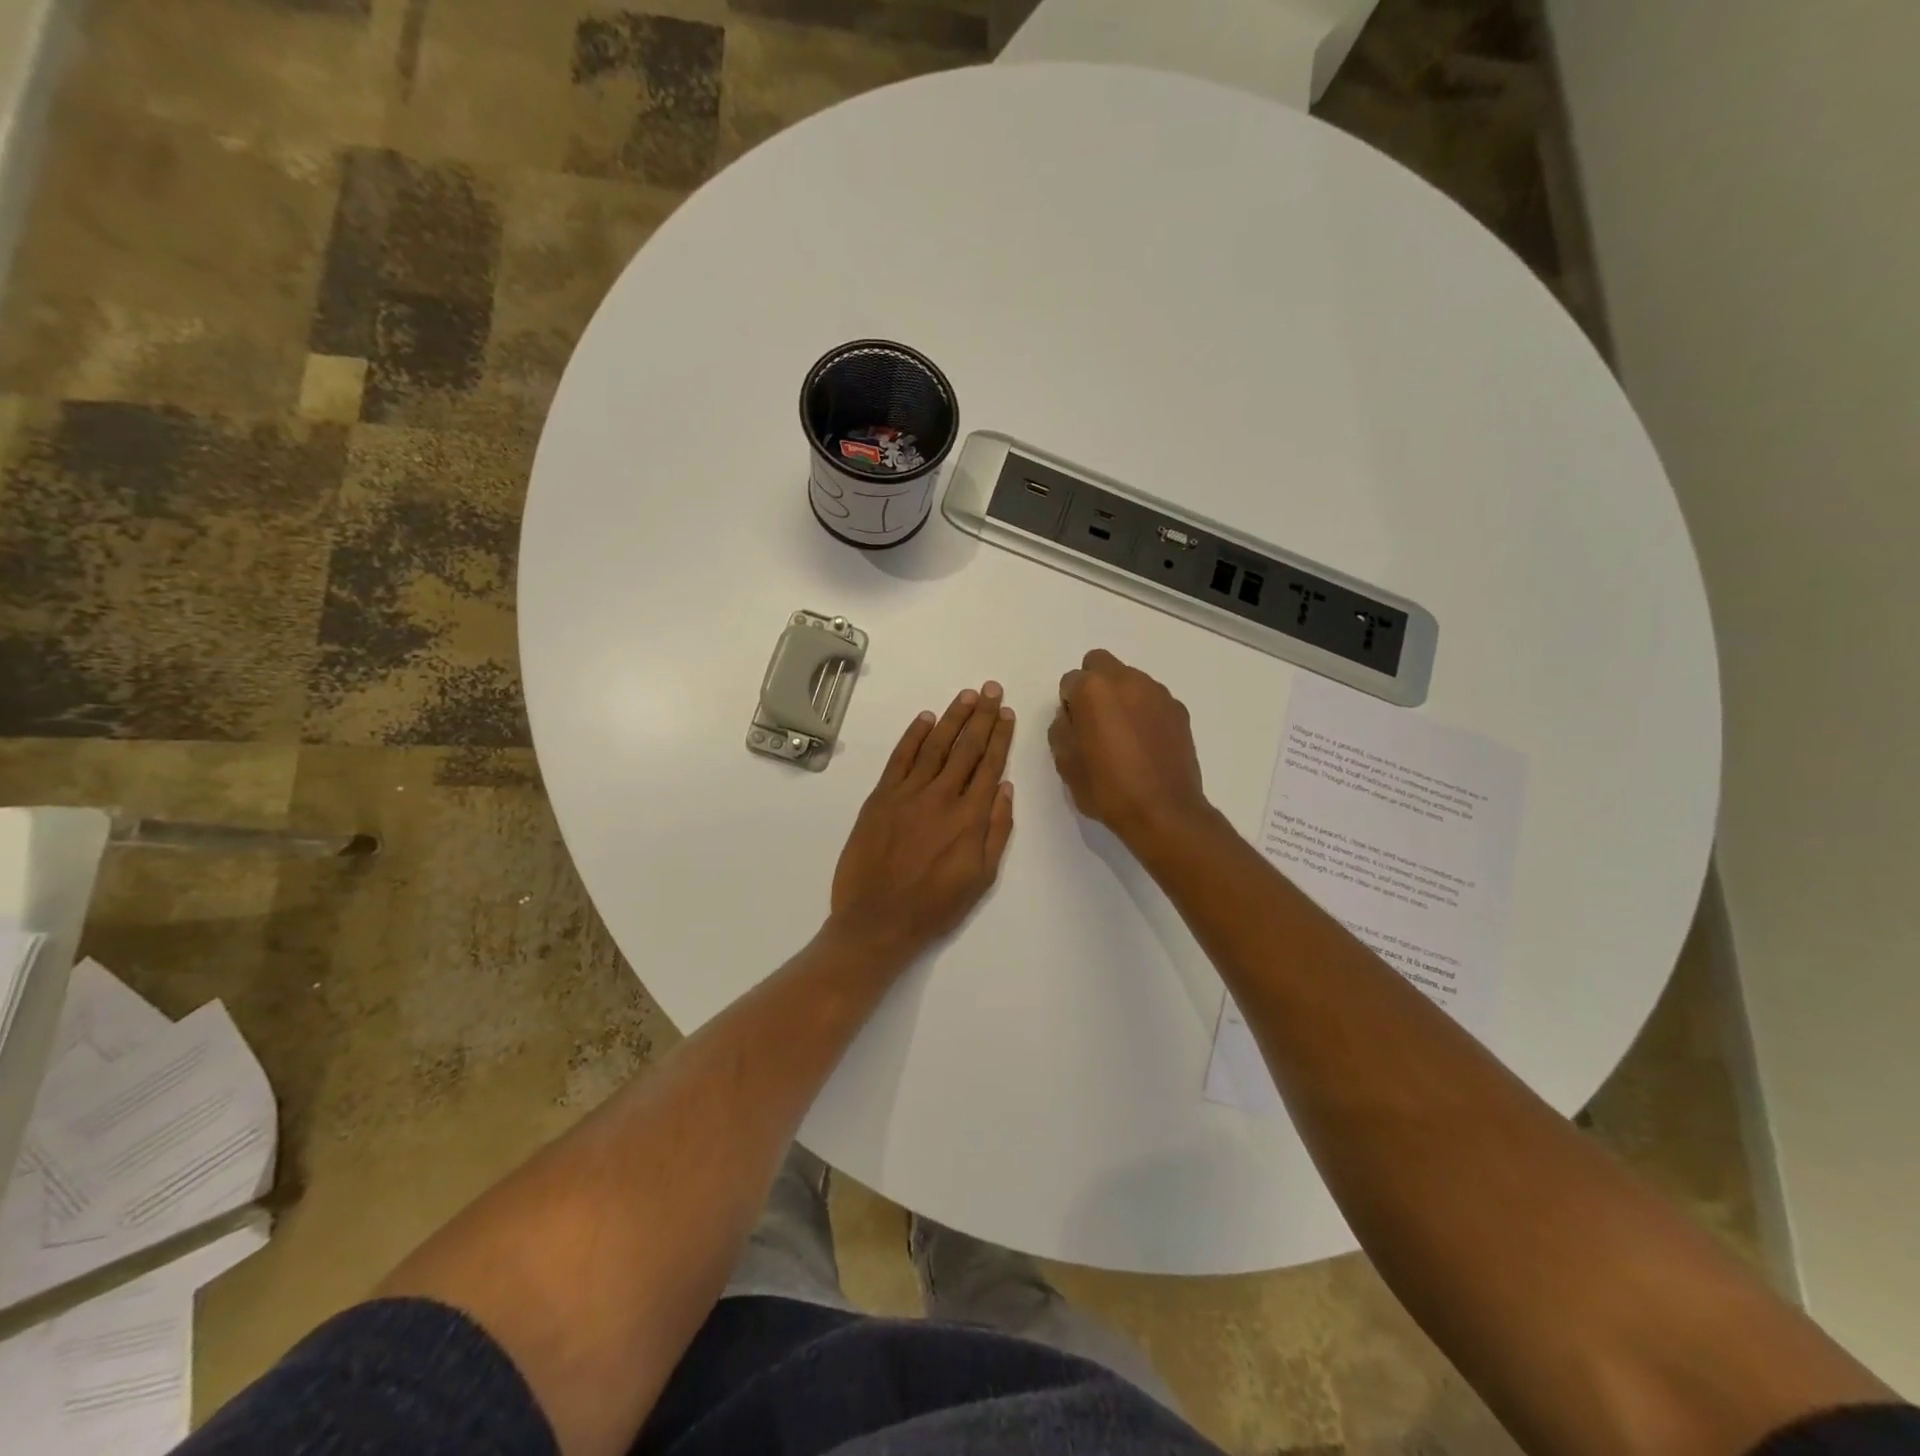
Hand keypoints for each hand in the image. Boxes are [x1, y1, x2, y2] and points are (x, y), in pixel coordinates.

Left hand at [830, 682, 1015, 958]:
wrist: (877, 920)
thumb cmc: (934, 906)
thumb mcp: (981, 878)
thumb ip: (996, 831)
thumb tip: (1005, 788)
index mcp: (970, 817)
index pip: (990, 765)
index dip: (1000, 736)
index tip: (1007, 713)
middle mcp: (942, 796)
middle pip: (966, 747)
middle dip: (982, 716)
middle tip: (992, 689)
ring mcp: (908, 793)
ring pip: (935, 745)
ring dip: (953, 717)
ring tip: (967, 695)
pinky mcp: (881, 797)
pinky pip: (900, 758)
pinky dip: (913, 735)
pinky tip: (926, 718)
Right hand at [1050, 649, 1211, 849]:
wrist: (1163, 812)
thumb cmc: (1107, 788)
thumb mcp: (1065, 763)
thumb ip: (1062, 728)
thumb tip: (1072, 716)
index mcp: (1094, 690)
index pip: (1070, 681)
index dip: (1069, 704)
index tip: (1075, 729)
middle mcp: (1127, 680)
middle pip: (1100, 664)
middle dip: (1093, 685)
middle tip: (1095, 721)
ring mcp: (1157, 693)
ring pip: (1129, 679)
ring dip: (1121, 696)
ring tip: (1123, 735)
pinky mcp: (1178, 710)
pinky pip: (1152, 699)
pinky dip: (1144, 711)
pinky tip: (1145, 743)